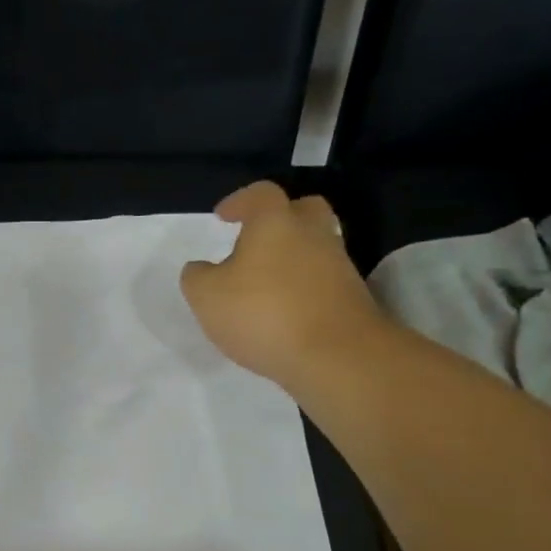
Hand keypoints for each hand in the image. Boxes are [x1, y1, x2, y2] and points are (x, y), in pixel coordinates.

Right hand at [180, 181, 391, 391]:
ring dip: (292, 257)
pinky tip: (285, 310)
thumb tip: (200, 269)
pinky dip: (304, 287)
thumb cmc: (263, 313)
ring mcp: (338, 266)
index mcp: (275, 222)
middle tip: (257, 240)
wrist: (336, 356)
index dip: (239, 201)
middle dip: (280, 219)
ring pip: (315, 247)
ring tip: (265, 283)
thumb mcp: (207, 297)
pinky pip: (323, 280)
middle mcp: (313, 234)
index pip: (260, 194)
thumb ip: (197, 277)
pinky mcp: (352, 298)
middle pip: (303, 210)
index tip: (223, 216)